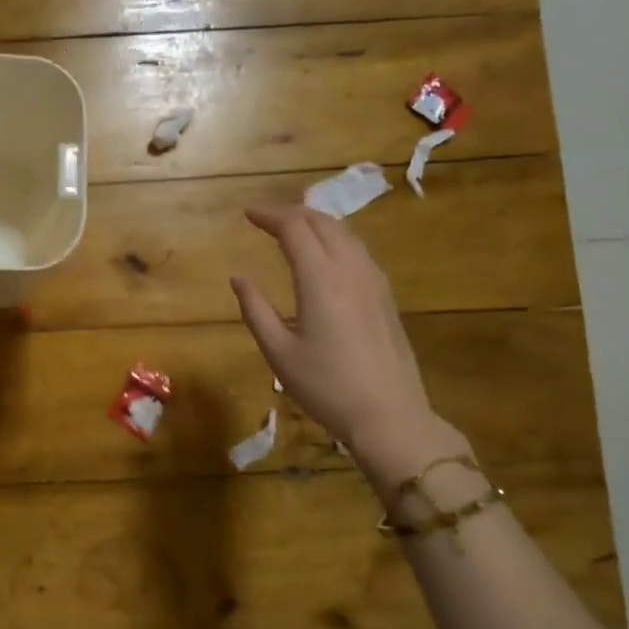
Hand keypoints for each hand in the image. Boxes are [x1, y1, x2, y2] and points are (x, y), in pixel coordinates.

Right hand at [231, 204, 467, 490]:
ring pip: (346, 234)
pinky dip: (336, 239)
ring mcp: (375, 282)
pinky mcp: (386, 297)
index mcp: (321, 281)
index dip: (270, 215)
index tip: (248, 213)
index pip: (295, 229)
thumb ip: (256, 310)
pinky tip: (326, 255)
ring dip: (317, 222)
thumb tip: (239, 278)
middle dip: (293, 212)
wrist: (389, 416)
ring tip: (294, 227)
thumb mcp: (279, 353)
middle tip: (267, 217)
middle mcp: (351, 271)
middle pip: (324, 222)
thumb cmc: (326, 388)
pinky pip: (359, 251)